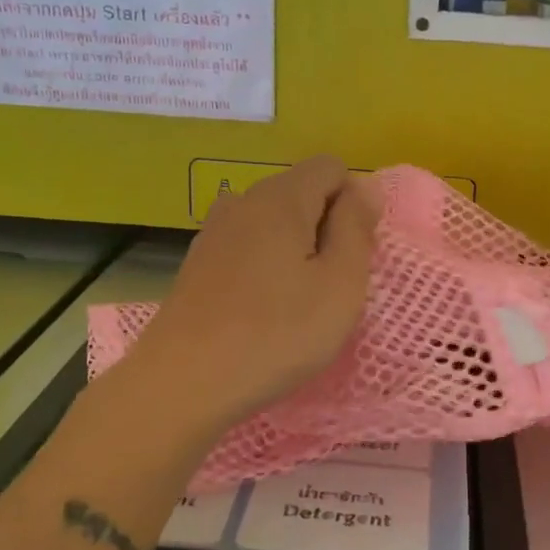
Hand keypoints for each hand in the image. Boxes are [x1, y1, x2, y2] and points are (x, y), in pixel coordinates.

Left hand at [123, 156, 377, 431]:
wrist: (183, 382)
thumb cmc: (277, 334)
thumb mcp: (340, 283)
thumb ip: (357, 227)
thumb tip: (366, 186)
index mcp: (281, 197)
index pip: (331, 167)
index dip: (352, 203)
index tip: (351, 254)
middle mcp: (243, 201)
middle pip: (300, 192)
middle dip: (325, 228)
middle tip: (330, 286)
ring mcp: (214, 233)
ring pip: (273, 223)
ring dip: (295, 250)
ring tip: (297, 302)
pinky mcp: (197, 264)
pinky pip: (247, 248)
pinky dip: (265, 268)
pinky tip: (261, 311)